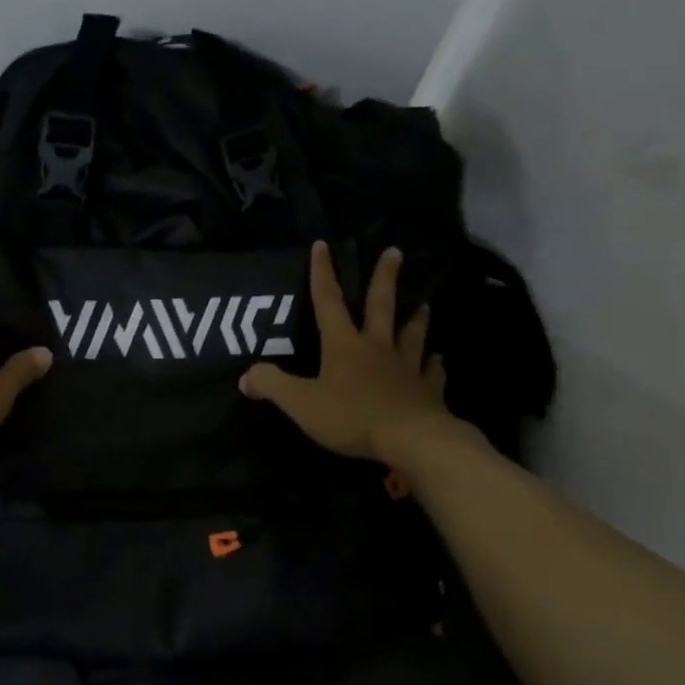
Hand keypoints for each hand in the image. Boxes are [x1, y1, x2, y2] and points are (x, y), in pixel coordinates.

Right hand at [240, 240, 466, 470]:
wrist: (411, 440)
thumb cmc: (352, 417)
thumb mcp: (301, 403)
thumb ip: (273, 385)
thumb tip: (246, 375)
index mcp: (344, 345)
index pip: (328, 301)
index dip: (322, 273)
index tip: (323, 244)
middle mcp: (377, 348)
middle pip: (380, 306)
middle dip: (385, 278)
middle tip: (395, 251)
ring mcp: (406, 368)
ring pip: (412, 336)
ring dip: (416, 319)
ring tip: (423, 304)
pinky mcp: (426, 392)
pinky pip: (432, 374)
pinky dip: (435, 366)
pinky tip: (439, 361)